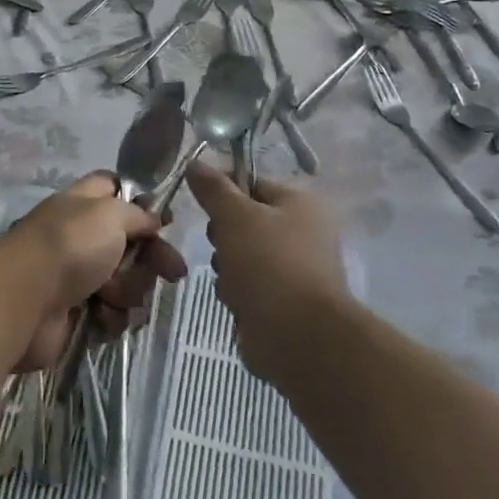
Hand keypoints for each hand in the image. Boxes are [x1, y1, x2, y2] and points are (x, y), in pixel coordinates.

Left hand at [3, 172, 186, 370]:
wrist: (25, 299)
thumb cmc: (70, 245)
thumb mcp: (111, 213)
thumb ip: (138, 214)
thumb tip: (152, 218)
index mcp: (85, 203)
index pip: (115, 188)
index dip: (141, 201)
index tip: (164, 221)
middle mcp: (81, 236)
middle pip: (131, 243)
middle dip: (152, 258)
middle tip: (172, 271)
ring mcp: (77, 275)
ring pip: (126, 281)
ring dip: (130, 290)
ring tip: (114, 295)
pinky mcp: (76, 312)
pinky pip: (111, 313)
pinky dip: (111, 316)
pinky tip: (103, 316)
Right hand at [185, 163, 348, 380]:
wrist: (297, 336)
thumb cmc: (269, 263)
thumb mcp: (235, 215)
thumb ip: (213, 188)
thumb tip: (195, 162)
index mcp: (300, 203)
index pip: (252, 183)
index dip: (223, 192)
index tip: (203, 205)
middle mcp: (302, 232)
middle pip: (242, 221)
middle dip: (223, 237)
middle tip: (222, 246)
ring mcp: (293, 269)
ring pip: (239, 256)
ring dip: (227, 269)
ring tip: (233, 282)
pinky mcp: (282, 301)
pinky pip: (246, 286)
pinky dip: (237, 294)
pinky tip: (239, 303)